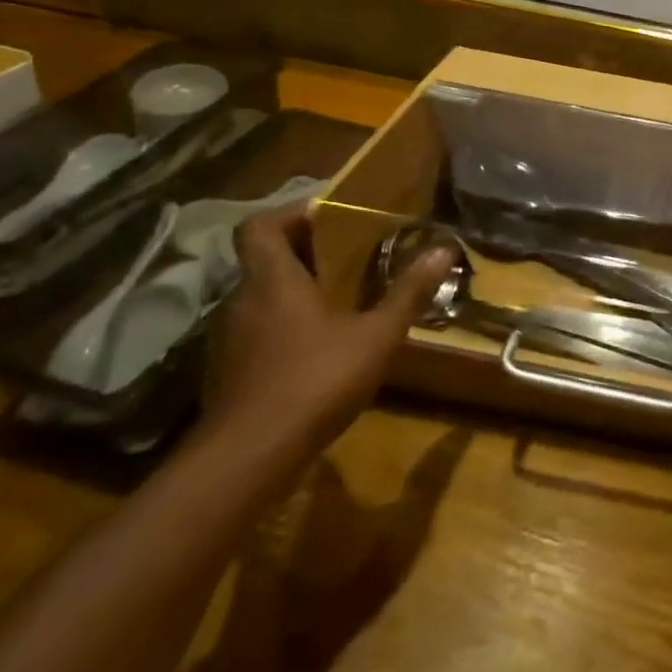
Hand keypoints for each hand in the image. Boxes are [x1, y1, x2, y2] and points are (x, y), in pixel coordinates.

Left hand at [202, 206, 454, 459]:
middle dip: (305, 252)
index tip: (329, 216)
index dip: (290, 213)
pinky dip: (284, 326)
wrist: (248, 457)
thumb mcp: (376, 335)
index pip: (260, 226)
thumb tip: (444, 250)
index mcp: (273, 280)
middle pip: (264, 260)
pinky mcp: (227, 372)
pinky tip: (318, 348)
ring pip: (261, 297)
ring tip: (340, 300)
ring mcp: (229, 339)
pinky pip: (257, 330)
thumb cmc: (315, 380)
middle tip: (350, 256)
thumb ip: (408, 292)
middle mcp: (242, 301)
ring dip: (295, 291)